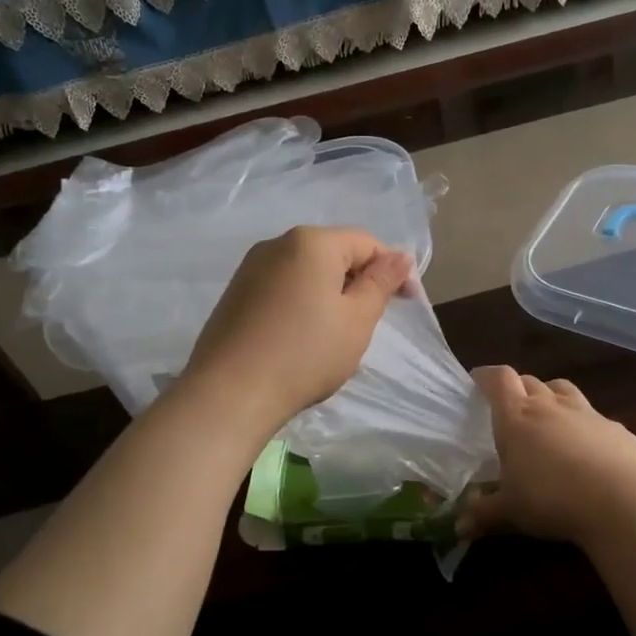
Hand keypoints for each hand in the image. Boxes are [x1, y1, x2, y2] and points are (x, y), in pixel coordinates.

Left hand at [183, 225, 412, 434]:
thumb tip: (400, 255)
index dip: (392, 270)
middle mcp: (277, 244)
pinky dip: (301, 305)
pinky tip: (301, 340)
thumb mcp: (357, 320)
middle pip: (334, 253)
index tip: (406, 304)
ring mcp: (250, 269)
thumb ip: (381, 283)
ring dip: (329, 295)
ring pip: (306, 272)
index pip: (366, 242)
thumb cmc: (305, 354)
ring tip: (335, 335)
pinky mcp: (235, 294)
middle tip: (369, 324)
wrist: (229, 394)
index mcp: (311, 242)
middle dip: (358, 282)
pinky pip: (282, 289)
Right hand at [457, 366, 635, 547]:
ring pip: (564, 390)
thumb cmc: (552, 499)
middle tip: (510, 407)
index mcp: (517, 418)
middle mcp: (550, 406)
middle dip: (518, 388)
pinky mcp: (618, 429)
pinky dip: (586, 426)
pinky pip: (596, 418)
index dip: (487, 376)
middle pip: (530, 381)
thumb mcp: (510, 512)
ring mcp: (588, 414)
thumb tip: (460, 526)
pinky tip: (589, 450)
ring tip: (548, 415)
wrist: (623, 501)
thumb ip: (484, 514)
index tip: (478, 380)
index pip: (499, 380)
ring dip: (552, 396)